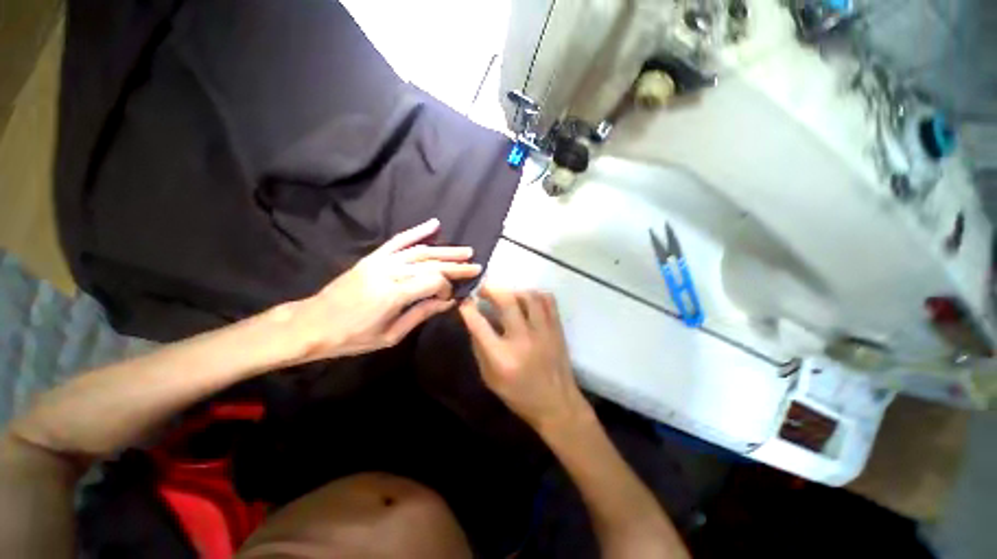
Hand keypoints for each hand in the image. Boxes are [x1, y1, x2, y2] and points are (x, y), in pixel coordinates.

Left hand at [291, 219, 481, 360]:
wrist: (312, 323)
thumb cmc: (352, 337)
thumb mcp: (390, 335)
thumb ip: (421, 314)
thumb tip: (448, 302)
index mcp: (394, 294)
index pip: (434, 281)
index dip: (447, 288)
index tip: (449, 298)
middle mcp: (390, 272)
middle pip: (431, 264)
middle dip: (456, 265)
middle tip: (476, 266)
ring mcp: (381, 261)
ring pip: (420, 251)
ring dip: (445, 250)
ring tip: (465, 251)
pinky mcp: (373, 257)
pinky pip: (398, 240)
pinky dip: (417, 231)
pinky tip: (434, 224)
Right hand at [458, 285, 593, 433]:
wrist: (557, 404)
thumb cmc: (519, 395)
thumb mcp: (490, 378)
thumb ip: (480, 349)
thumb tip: (474, 322)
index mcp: (502, 357)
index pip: (479, 325)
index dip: (468, 309)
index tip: (464, 300)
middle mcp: (523, 340)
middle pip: (507, 301)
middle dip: (491, 289)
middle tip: (484, 289)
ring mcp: (543, 332)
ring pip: (529, 296)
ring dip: (513, 291)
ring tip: (506, 295)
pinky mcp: (557, 328)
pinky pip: (548, 300)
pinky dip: (535, 294)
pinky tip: (527, 300)